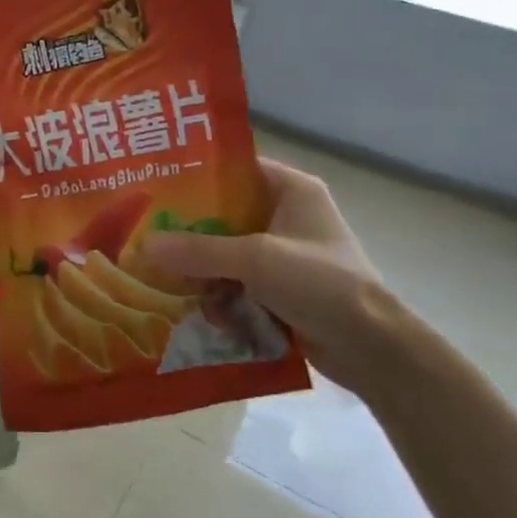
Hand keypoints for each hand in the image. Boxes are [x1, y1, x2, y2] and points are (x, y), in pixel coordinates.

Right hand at [138, 158, 402, 396]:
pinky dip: (215, 291)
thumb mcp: (255, 259)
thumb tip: (143, 246)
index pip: (235, 168)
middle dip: (188, 228)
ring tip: (156, 271)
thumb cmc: (320, 283)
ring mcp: (283, 255)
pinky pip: (235, 281)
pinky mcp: (280, 289)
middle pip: (224, 213)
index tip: (154, 183)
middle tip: (144, 231)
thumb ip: (199, 251)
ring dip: (199, 266)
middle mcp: (286, 215)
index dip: (195, 173)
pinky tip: (186, 302)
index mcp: (291, 189)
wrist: (372, 349)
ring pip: (226, 251)